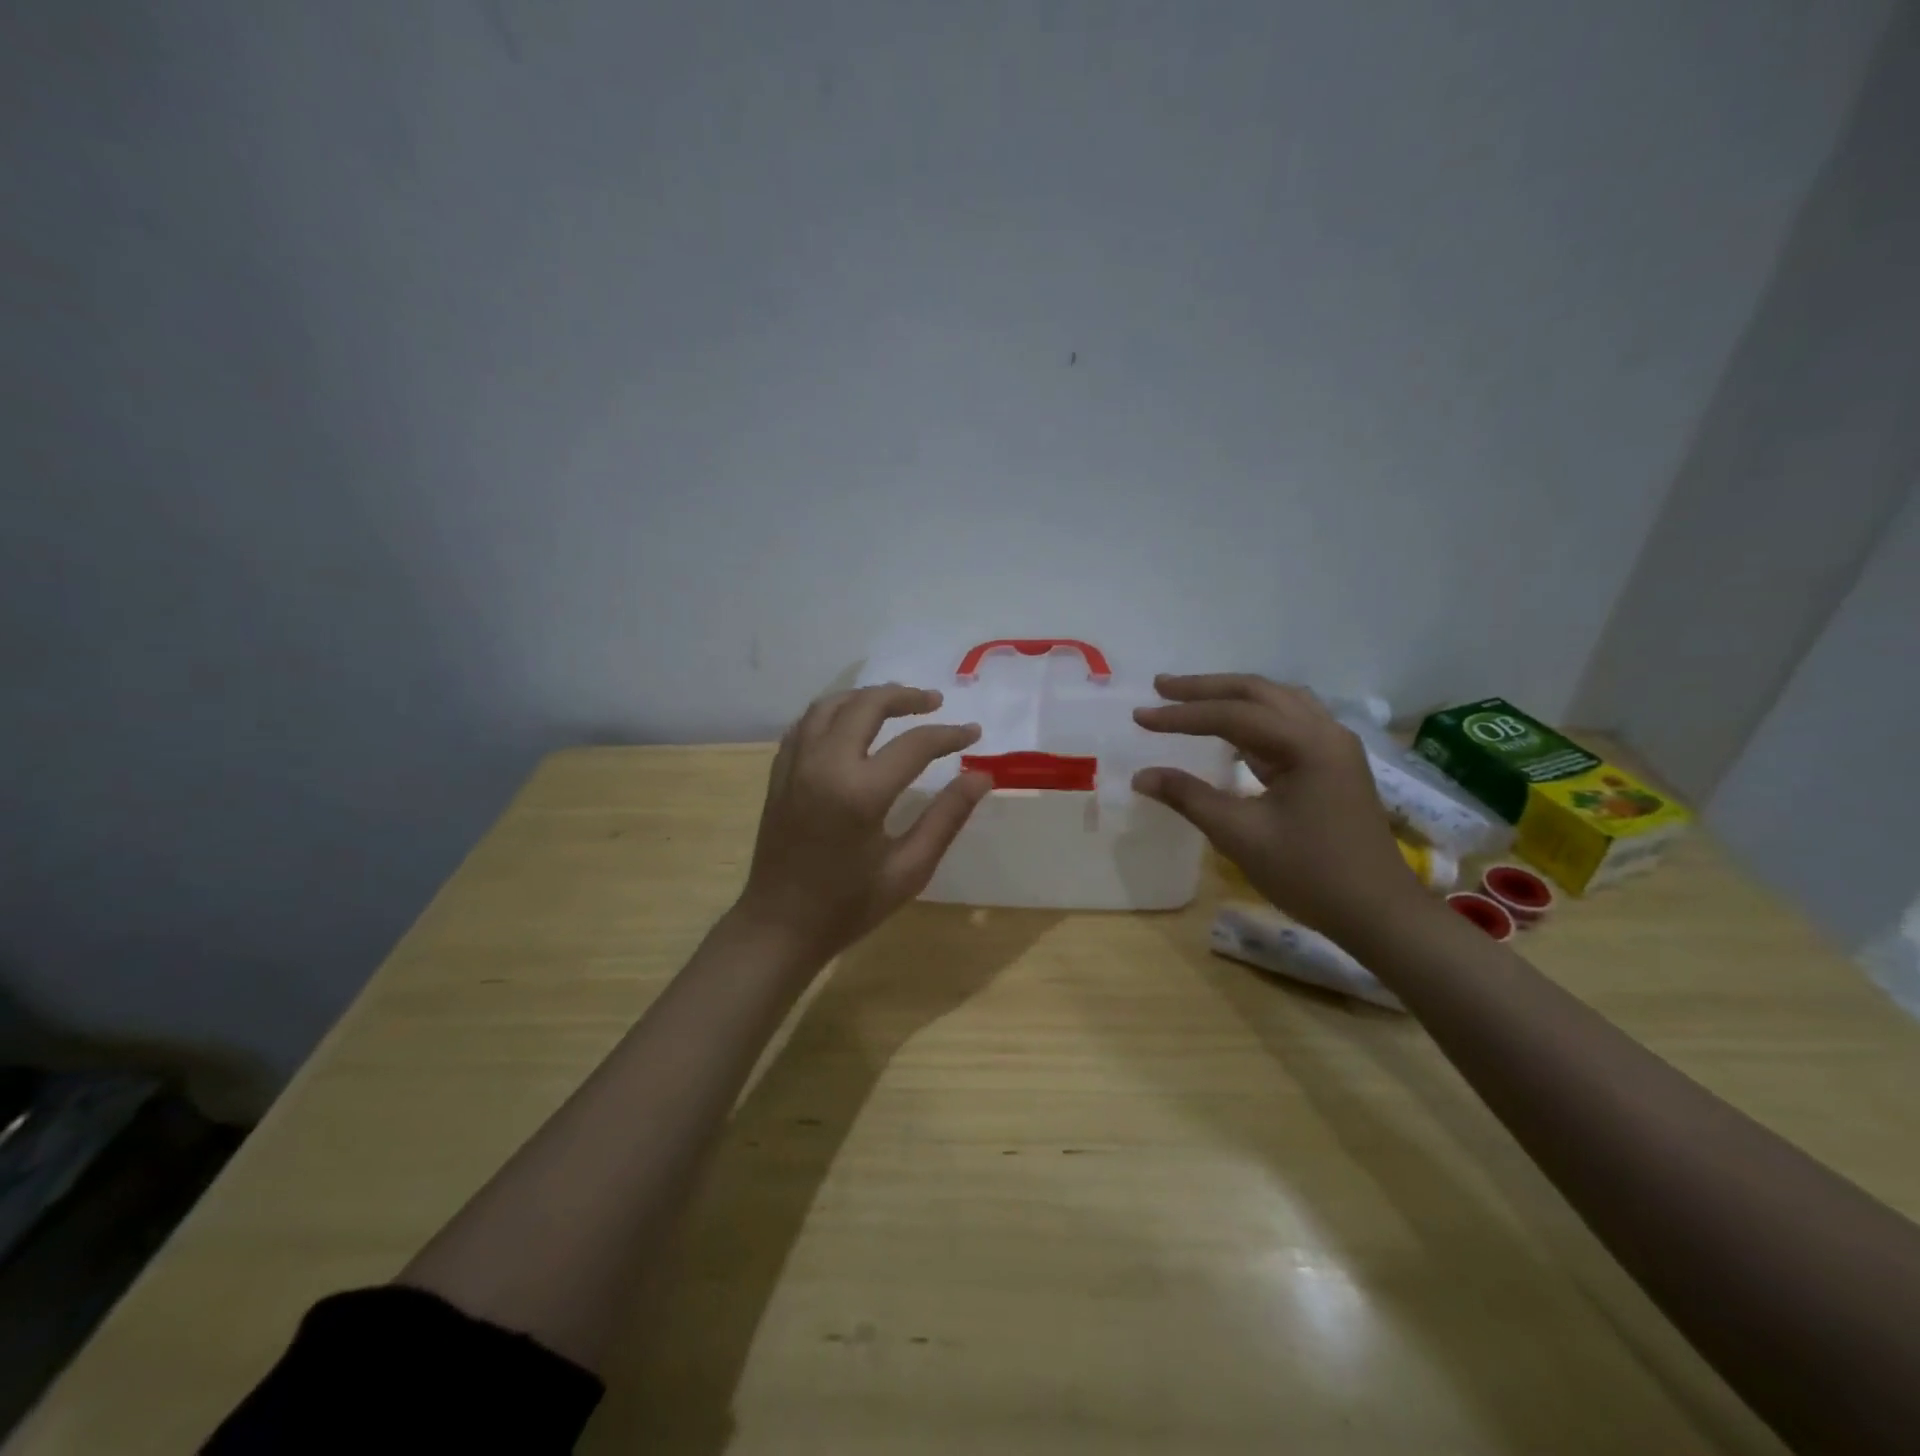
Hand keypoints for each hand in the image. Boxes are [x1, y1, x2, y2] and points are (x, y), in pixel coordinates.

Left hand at [736, 684, 991, 963]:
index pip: (915, 744)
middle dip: (905, 697)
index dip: (949, 734)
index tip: (973, 732)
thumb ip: (946, 817)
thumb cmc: (848, 906)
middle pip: (867, 705)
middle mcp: (824, 765)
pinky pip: (806, 723)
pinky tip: (850, 724)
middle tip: (934, 702)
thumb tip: (981, 776)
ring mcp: (795, 765)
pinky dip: (833, 712)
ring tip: (895, 704)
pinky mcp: (779, 773)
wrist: (779, 927)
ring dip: (866, 697)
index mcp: (859, 792)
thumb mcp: (909, 870)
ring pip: (831, 705)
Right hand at [1131, 674, 1425, 938]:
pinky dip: (1253, 715)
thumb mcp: (1241, 836)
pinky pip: (1289, 721)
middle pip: (1258, 693)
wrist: (1378, 913)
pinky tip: (1232, 727)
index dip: (1182, 715)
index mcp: (1307, 744)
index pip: (1233, 715)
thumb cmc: (1310, 875)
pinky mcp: (1334, 763)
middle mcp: (1325, 731)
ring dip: (1232, 696)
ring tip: (1191, 698)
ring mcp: (1334, 745)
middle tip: (1161, 688)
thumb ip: (1189, 797)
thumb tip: (1142, 776)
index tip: (1140, 717)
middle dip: (1206, 688)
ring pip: (1277, 701)